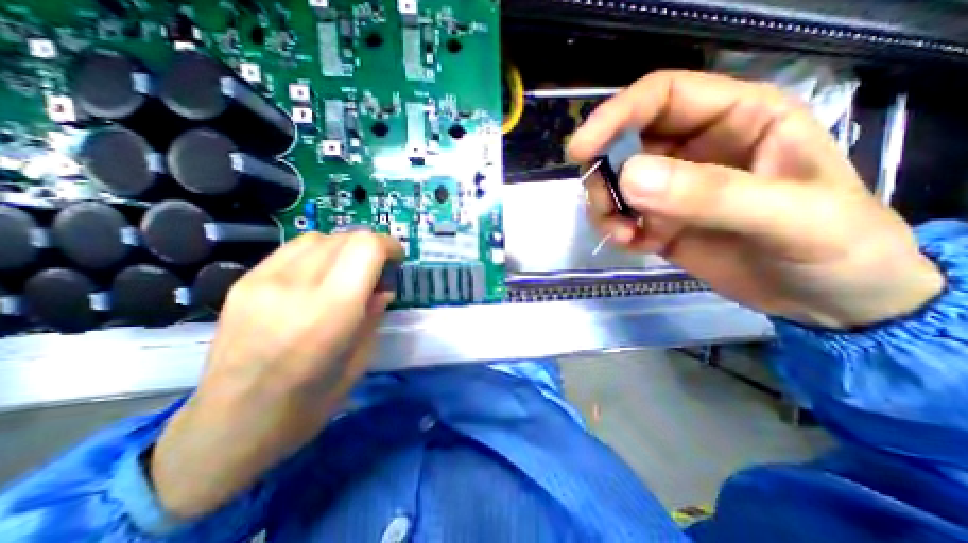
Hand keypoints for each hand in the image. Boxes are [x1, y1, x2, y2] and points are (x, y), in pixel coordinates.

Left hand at [148, 232, 405, 518]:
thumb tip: (384, 288)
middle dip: (370, 247)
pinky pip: (293, 249)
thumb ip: (374, 315)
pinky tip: (320, 275)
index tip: (397, 260)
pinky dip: (318, 253)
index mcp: (331, 311)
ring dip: (344, 248)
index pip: (366, 248)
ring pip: (319, 238)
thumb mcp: (359, 360)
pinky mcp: (243, 283)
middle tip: (377, 270)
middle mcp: (296, 287)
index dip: (388, 246)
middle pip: (345, 238)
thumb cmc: (308, 404)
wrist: (227, 428)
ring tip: (349, 271)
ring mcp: (263, 281)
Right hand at [569, 71, 941, 329]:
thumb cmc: (836, 248)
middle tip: (604, 207)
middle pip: (624, 143)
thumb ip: (709, 194)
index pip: (660, 98)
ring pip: (615, 183)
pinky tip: (632, 245)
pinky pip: (620, 217)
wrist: (827, 300)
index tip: (580, 150)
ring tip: (623, 235)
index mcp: (736, 119)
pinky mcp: (658, 222)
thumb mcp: (788, 216)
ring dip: (606, 207)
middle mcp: (694, 148)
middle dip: (603, 174)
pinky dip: (615, 230)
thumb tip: (628, 177)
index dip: (614, 116)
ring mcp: (672, 188)